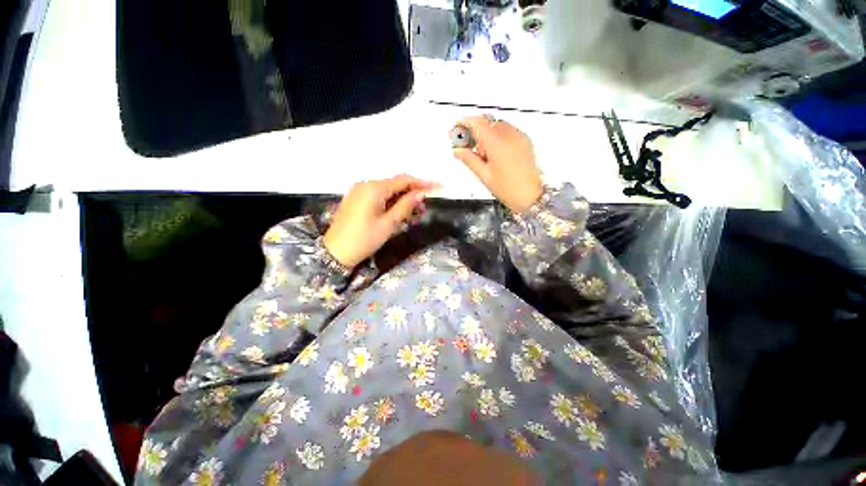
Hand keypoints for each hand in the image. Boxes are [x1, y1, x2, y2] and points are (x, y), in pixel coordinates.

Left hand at [323, 175, 435, 267]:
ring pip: (387, 191)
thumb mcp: (389, 224)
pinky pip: (378, 196)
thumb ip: (405, 206)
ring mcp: (359, 191)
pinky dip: (391, 202)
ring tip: (415, 213)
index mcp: (374, 188)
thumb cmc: (364, 239)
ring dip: (402, 200)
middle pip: (395, 184)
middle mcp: (366, 184)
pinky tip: (399, 213)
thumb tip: (420, 193)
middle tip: (425, 207)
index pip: (403, 180)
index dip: (421, 183)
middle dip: (412, 193)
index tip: (436, 187)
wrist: (335, 252)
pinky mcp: (357, 199)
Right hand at [452, 115, 543, 212]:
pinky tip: (493, 151)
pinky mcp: (525, 140)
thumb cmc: (508, 189)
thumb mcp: (484, 175)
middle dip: (475, 129)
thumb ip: (469, 159)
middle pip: (487, 122)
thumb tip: (457, 150)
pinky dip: (497, 135)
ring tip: (481, 153)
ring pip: (498, 125)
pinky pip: (508, 130)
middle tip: (466, 143)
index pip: (478, 124)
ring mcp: (519, 137)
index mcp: (498, 144)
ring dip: (486, 133)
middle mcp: (510, 136)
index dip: (464, 123)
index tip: (456, 128)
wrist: (530, 196)